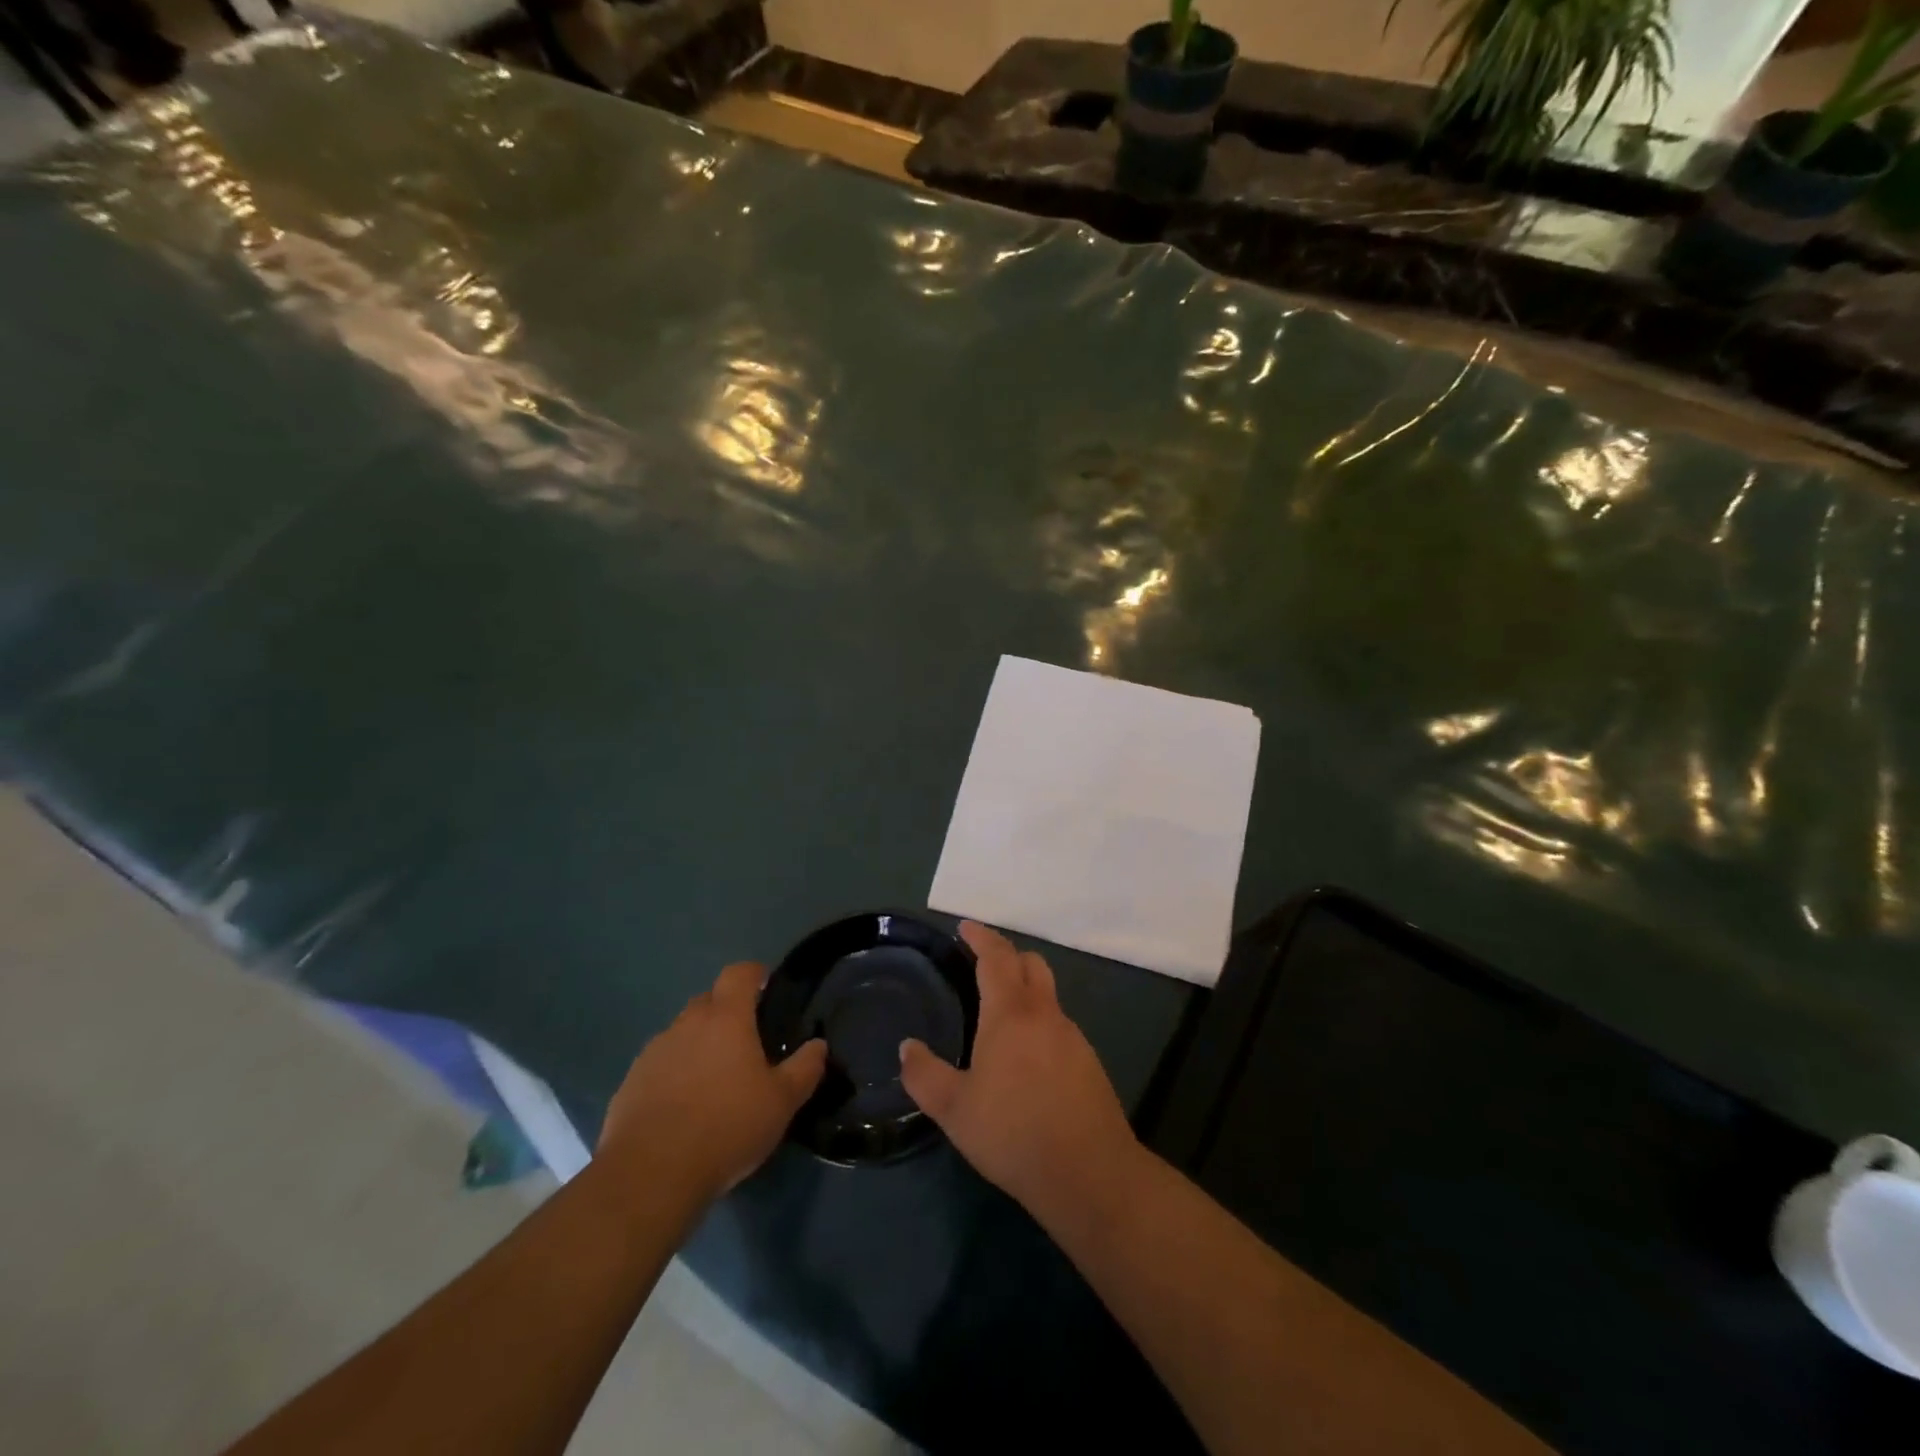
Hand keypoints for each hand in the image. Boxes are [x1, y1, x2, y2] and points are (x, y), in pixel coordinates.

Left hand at [597, 962, 826, 1205]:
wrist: (650, 1175)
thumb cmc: (726, 1127)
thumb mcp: (781, 1102)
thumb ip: (804, 1068)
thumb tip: (818, 1045)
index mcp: (726, 1018)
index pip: (739, 973)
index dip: (754, 974)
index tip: (766, 986)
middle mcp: (687, 1024)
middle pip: (709, 1000)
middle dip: (727, 1011)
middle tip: (746, 1042)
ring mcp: (654, 1051)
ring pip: (683, 1033)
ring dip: (699, 1044)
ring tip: (714, 1079)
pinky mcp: (630, 1082)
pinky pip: (660, 1064)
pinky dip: (674, 1073)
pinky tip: (684, 1107)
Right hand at [900, 922, 1142, 1228]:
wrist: (1089, 1173)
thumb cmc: (1014, 1133)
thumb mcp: (955, 1109)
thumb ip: (925, 1075)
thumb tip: (907, 1047)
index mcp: (1011, 1013)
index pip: (996, 957)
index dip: (980, 937)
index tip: (965, 927)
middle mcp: (1045, 1014)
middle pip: (1030, 963)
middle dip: (1006, 955)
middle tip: (981, 963)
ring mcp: (1073, 1037)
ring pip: (1048, 995)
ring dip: (1024, 990)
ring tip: (998, 1016)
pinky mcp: (1089, 1062)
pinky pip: (1059, 1026)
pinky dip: (1039, 1023)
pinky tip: (1026, 1059)